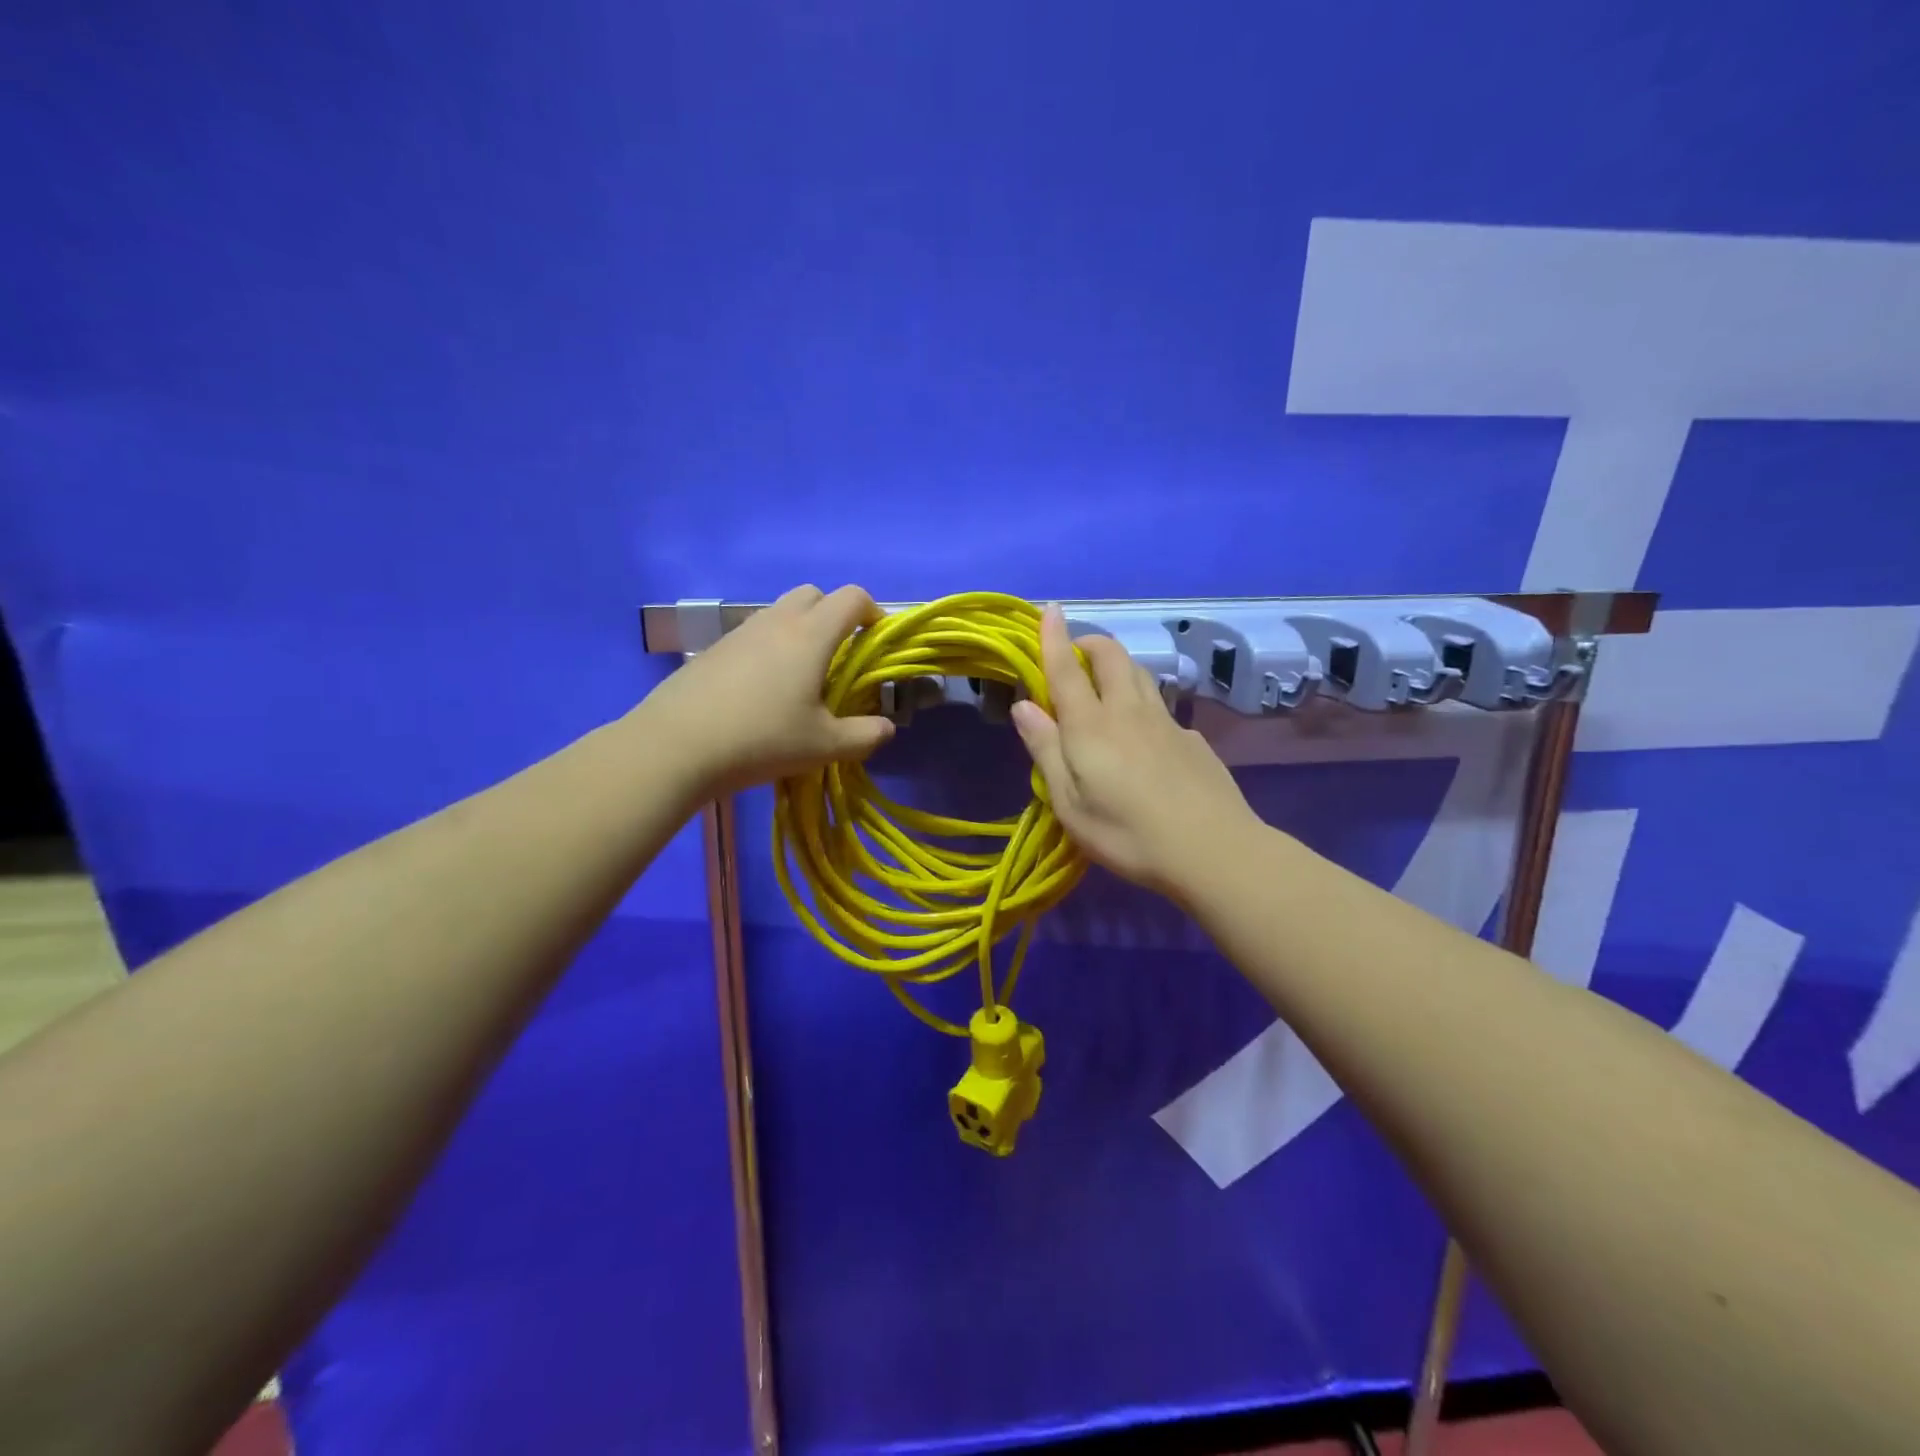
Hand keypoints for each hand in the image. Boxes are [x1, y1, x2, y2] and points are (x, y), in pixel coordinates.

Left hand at [642, 584, 893, 793]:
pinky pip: (754, 634)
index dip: (872, 611)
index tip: (875, 641)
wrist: (676, 746)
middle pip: (814, 594)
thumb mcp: (824, 746)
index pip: (851, 597)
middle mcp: (776, 622)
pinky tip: (761, 691)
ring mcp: (740, 632)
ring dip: (800, 631)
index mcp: (811, 635)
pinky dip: (769, 648)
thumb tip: (886, 728)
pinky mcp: (714, 649)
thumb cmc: (762, 740)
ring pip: (780, 612)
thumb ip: (865, 736)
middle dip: (834, 615)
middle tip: (838, 658)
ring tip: (800, 678)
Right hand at [1011, 605, 1258, 898]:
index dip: (1055, 636)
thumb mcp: (1070, 804)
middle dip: (1091, 643)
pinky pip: (1161, 706)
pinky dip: (1142, 702)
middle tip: (1074, 657)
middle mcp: (1128, 711)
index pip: (1067, 669)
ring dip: (1117, 665)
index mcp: (1091, 726)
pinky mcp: (1191, 739)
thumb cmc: (1127, 834)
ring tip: (1104, 685)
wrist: (1213, 851)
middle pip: (1112, 656)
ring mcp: (1166, 723)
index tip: (1050, 609)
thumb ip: (1046, 750)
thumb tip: (1024, 705)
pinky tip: (1143, 736)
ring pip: (1140, 673)